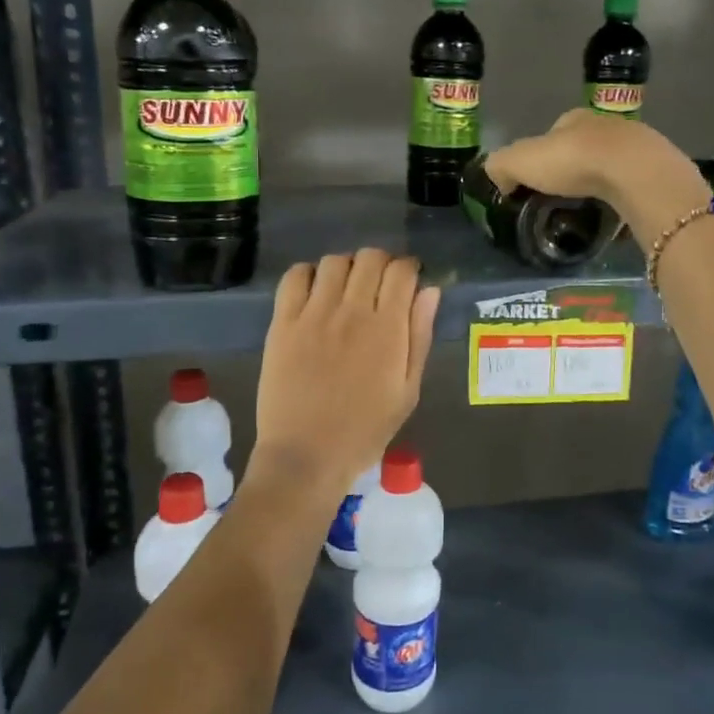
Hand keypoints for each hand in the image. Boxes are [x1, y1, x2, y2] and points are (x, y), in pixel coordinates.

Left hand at [251, 249, 438, 501]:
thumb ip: (420, 336)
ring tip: (347, 290)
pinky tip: (316, 293)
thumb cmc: (365, 430)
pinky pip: (295, 277)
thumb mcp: (408, 390)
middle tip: (380, 285)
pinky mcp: (282, 323)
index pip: (402, 271)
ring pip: (334, 261)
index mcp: (387, 329)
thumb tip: (430, 291)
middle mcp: (351, 311)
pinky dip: (309, 274)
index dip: (409, 269)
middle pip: (370, 257)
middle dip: (382, 264)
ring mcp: (313, 314)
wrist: (306, 456)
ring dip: (348, 268)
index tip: (409, 281)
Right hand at [484, 111, 708, 239]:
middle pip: (584, 148)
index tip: (536, 181)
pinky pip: (633, 187)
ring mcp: (636, 147)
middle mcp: (607, 126)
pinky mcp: (656, 171)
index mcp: (574, 119)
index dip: (541, 156)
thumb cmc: (574, 161)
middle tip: (562, 200)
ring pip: (611, 166)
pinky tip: (616, 216)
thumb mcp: (521, 161)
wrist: (635, 173)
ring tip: (589, 211)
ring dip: (601, 184)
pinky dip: (623, 199)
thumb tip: (497, 178)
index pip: (552, 133)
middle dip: (573, 171)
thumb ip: (501, 166)